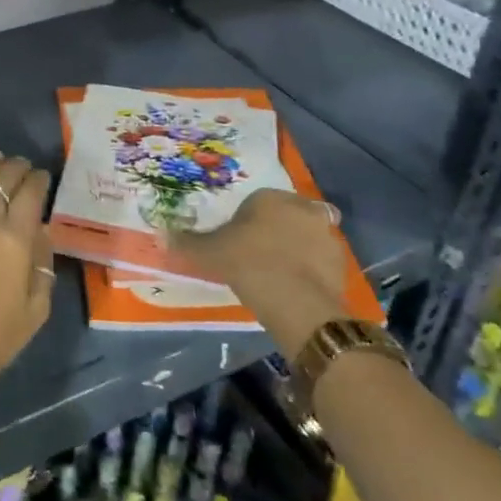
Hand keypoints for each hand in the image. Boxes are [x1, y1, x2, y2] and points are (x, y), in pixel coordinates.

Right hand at [171, 188, 345, 353]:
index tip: (237, 241)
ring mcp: (326, 235)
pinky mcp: (341, 262)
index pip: (256, 202)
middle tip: (258, 254)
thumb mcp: (210, 254)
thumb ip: (186, 244)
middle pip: (285, 215)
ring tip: (278, 273)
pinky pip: (320, 261)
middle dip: (276, 229)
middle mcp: (302, 208)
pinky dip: (310, 270)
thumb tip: (159, 235)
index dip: (246, 221)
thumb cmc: (249, 265)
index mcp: (270, 198)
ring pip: (306, 236)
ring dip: (297, 248)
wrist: (297, 303)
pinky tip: (295, 287)